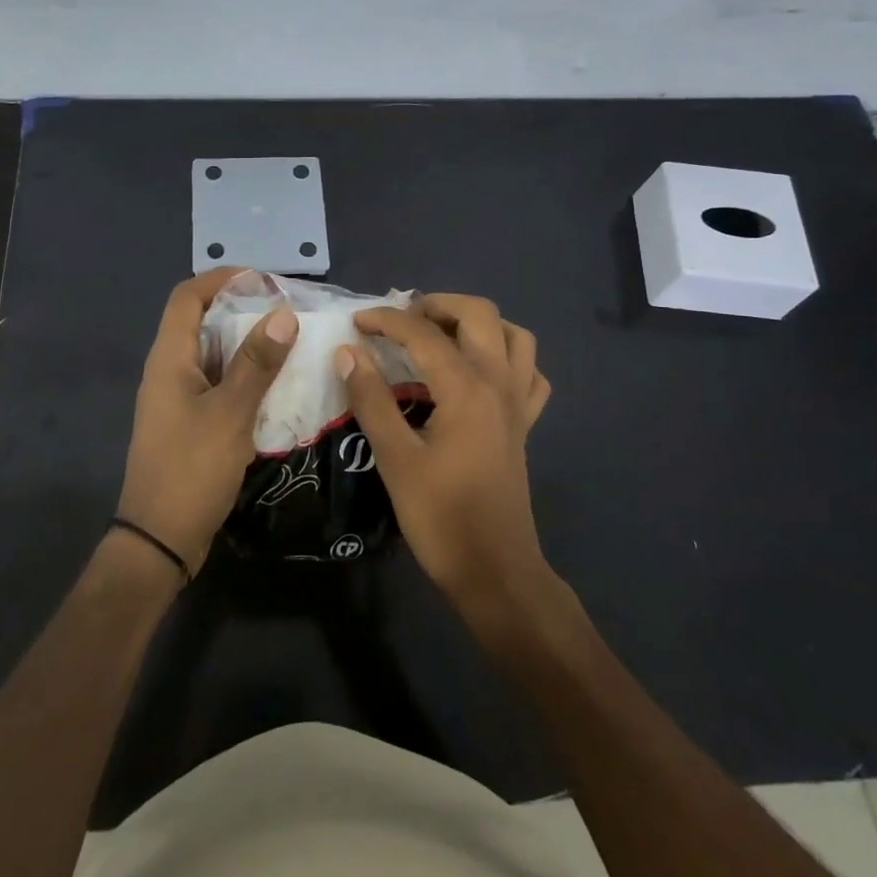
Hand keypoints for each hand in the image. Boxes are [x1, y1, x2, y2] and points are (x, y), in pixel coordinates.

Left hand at [117, 269, 298, 572]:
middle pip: (201, 322)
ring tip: (291, 343)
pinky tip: (277, 387)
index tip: (264, 280)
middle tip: (288, 313)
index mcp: (169, 359)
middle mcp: (169, 371)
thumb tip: (282, 313)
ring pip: (213, 356)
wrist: (161, 539)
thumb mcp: (230, 413)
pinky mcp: (189, 423)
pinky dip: (245, 378)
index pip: (187, 297)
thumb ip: (256, 363)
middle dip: (242, 311)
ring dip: (248, 346)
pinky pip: (218, 385)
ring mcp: (178, 399)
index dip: (221, 279)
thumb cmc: (191, 469)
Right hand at [337, 294, 552, 614]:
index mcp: (466, 388)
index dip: (386, 320)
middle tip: (401, 320)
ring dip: (477, 324)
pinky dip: (506, 359)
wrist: (494, 570)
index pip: (423, 333)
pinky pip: (528, 374)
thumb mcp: (395, 458)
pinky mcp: (524, 425)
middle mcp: (499, 384)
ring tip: (440, 336)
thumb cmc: (440, 516)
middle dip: (437, 305)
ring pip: (514, 336)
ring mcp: (517, 403)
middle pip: (479, 314)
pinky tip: (479, 373)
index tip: (356, 322)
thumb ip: (371, 399)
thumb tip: (348, 352)